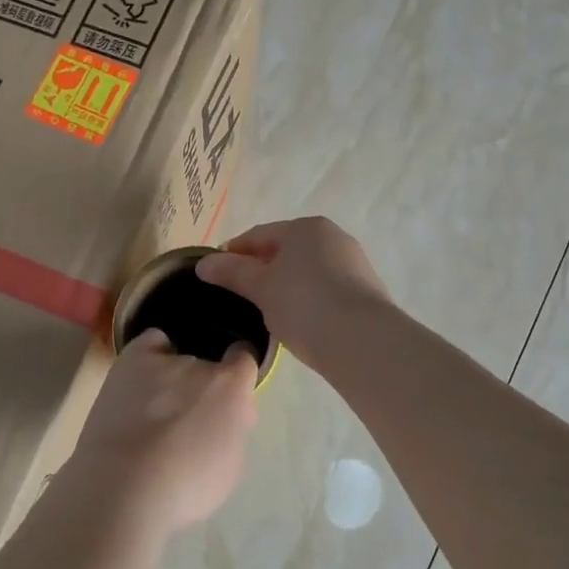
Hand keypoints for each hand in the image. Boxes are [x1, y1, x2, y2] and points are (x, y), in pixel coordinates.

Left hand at [64, 330, 257, 535]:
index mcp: (231, 388)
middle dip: (202, 388)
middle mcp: (200, 365)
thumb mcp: (230, 466)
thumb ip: (233, 430)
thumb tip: (229, 415)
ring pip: (176, 359)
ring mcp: (163, 360)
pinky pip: (150, 343)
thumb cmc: (185, 489)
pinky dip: (150, 354)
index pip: (244, 358)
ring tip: (152, 410)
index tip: (229, 397)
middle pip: (207, 366)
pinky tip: (142, 378)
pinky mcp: (131, 360)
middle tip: (186, 421)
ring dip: (172, 379)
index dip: (238, 375)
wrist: (125, 487)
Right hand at [196, 218, 389, 372]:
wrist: (363, 341)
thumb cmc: (304, 304)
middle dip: (260, 269)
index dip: (233, 253)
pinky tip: (298, 320)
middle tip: (240, 295)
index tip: (215, 275)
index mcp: (304, 227)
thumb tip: (203, 264)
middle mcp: (332, 236)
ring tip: (266, 311)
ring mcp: (352, 263)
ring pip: (306, 270)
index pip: (258, 235)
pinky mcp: (365, 290)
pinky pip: (324, 288)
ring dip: (284, 284)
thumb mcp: (260, 288)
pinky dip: (306, 298)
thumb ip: (232, 272)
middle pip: (284, 250)